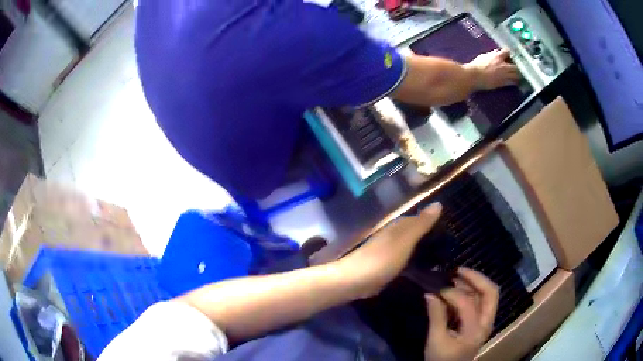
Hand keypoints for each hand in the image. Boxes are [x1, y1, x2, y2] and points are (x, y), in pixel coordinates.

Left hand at [337, 203, 441, 297]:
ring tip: (441, 254)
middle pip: (414, 232)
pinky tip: (422, 266)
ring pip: (409, 245)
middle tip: (449, 242)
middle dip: (429, 235)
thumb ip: (421, 224)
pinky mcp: (385, 266)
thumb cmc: (382, 259)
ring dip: (421, 247)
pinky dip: (413, 260)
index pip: (418, 218)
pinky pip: (404, 259)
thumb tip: (438, 203)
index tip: (450, 225)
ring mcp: (387, 251)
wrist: (354, 281)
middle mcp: (392, 235)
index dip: (433, 220)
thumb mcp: (405, 240)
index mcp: (397, 227)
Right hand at [424, 268, 498, 360]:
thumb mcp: (435, 341)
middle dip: (476, 278)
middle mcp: (486, 323)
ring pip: (487, 294)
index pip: (467, 303)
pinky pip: (481, 300)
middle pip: (490, 292)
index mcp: (475, 331)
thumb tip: (430, 293)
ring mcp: (485, 322)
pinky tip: (458, 289)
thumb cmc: (441, 360)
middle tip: (458, 270)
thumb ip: (435, 317)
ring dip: (474, 283)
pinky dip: (471, 291)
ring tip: (456, 277)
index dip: (452, 293)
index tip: (436, 288)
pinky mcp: (481, 322)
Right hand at [465, 49, 518, 90]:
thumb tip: (495, 53)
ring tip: (516, 77)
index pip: (507, 52)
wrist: (474, 76)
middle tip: (516, 68)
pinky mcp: (503, 83)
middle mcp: (503, 65)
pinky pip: (512, 82)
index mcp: (497, 56)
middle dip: (516, 67)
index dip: (509, 54)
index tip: (509, 56)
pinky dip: (514, 82)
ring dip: (517, 75)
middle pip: (515, 65)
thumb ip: (491, 55)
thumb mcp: (483, 56)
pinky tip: (514, 83)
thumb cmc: (476, 66)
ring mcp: (504, 74)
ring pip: (516, 75)